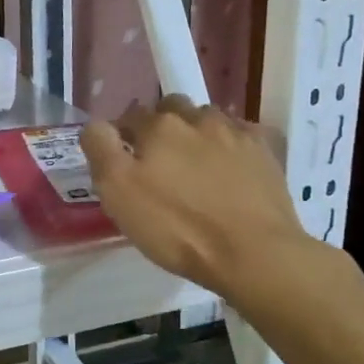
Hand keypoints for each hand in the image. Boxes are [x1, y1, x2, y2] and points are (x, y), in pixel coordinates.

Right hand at [81, 97, 314, 311]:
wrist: (254, 254)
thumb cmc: (177, 225)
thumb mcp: (118, 192)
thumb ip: (101, 149)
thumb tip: (97, 125)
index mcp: (158, 126)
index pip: (129, 116)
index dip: (121, 137)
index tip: (122, 163)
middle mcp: (198, 118)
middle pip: (170, 109)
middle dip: (160, 127)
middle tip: (157, 163)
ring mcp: (237, 133)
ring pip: (206, 120)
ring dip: (195, 134)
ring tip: (194, 167)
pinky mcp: (266, 153)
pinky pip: (240, 136)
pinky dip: (229, 146)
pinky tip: (228, 170)